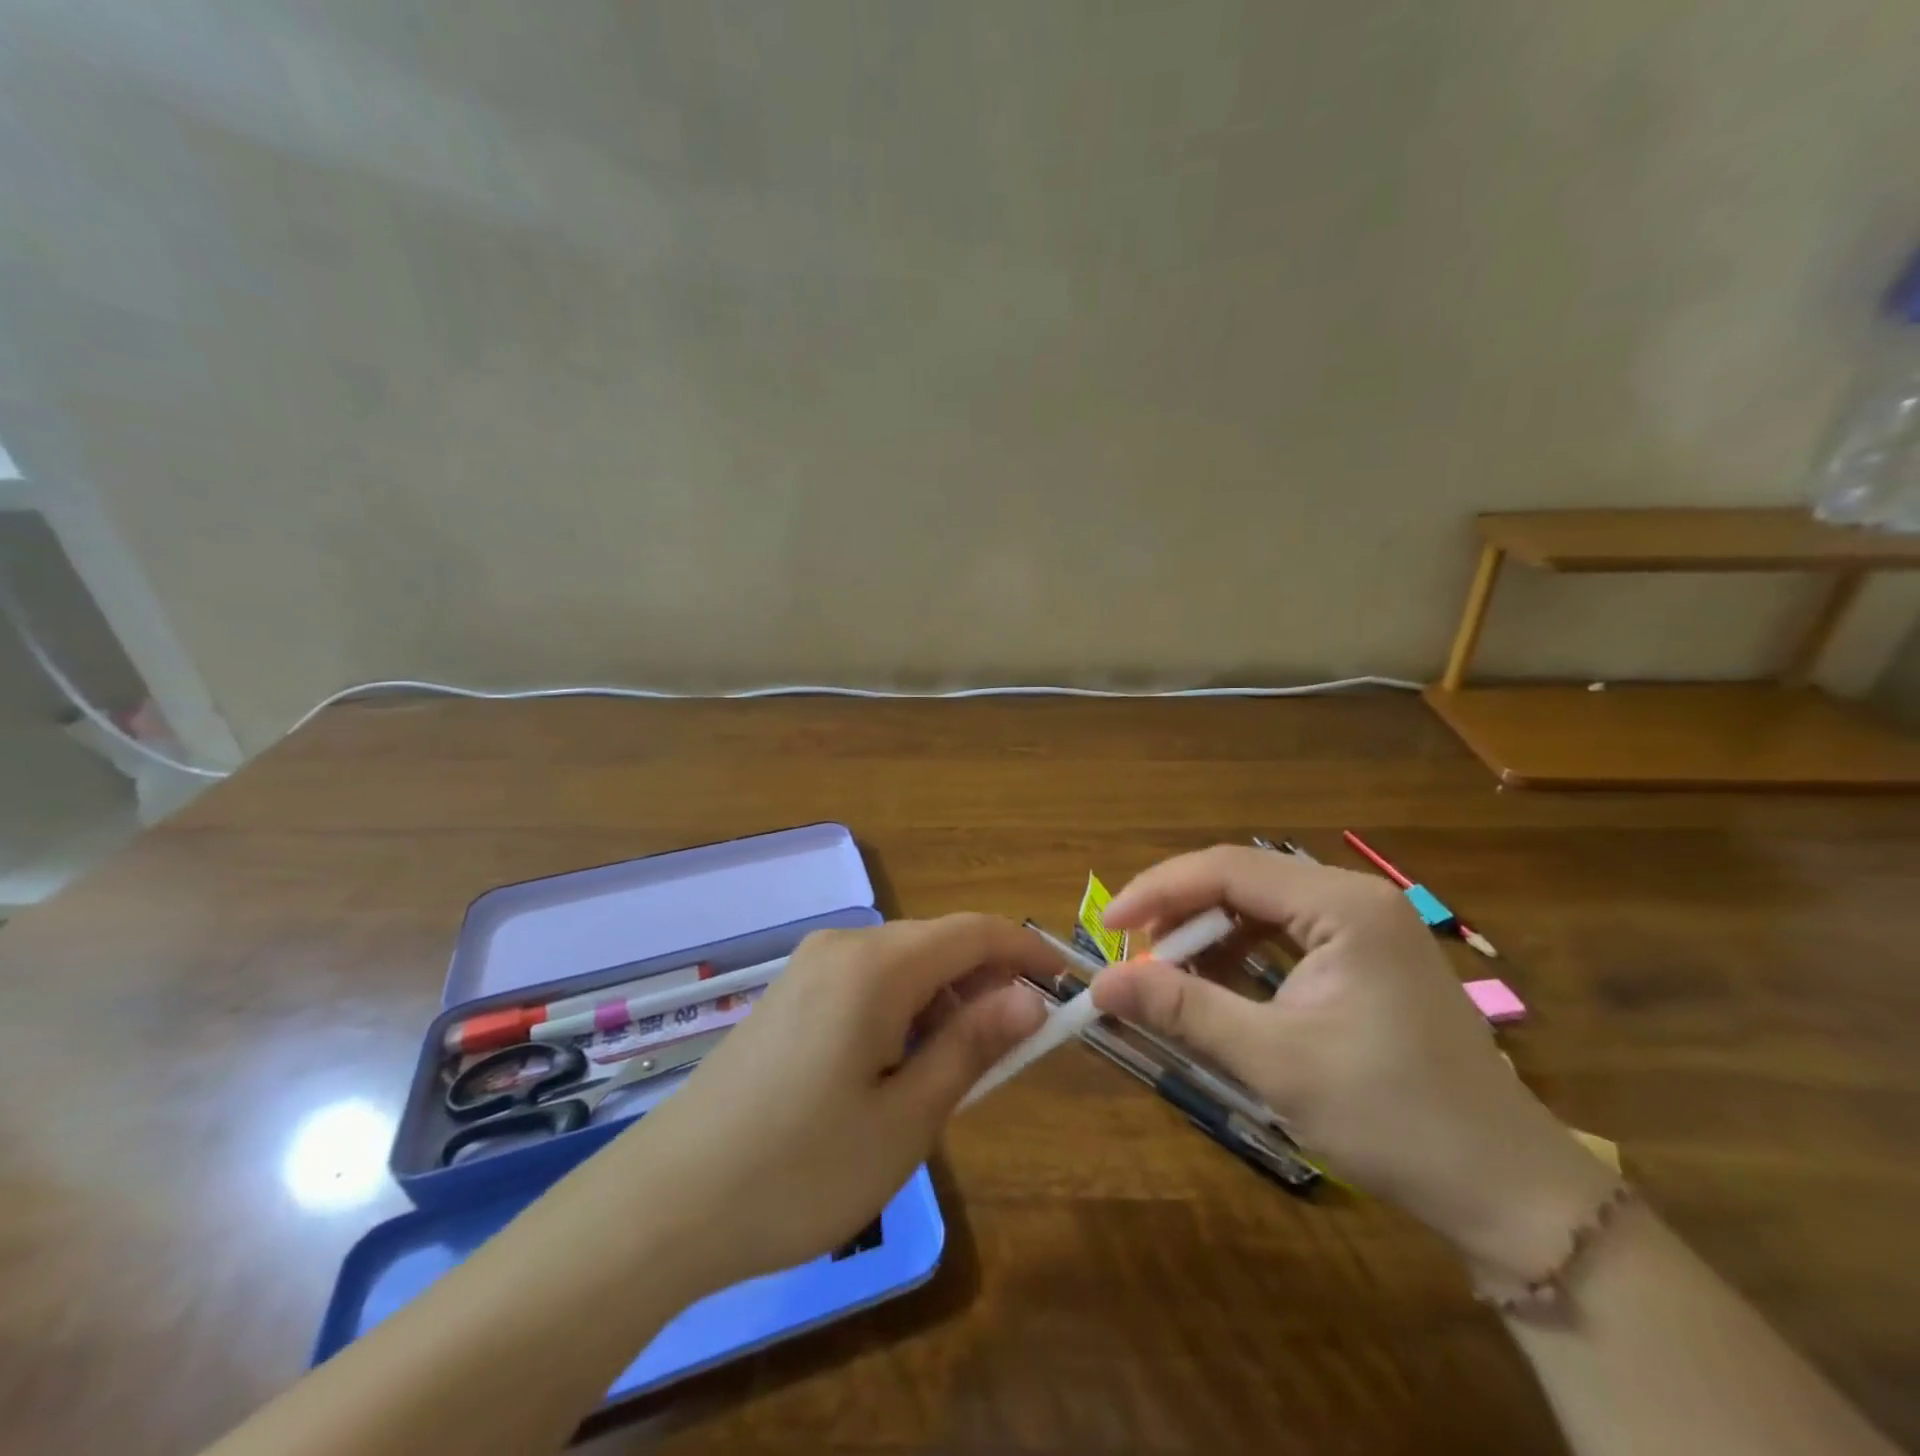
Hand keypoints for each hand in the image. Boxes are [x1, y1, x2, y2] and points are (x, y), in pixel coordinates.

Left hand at [608, 915, 1051, 1292]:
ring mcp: (809, 966)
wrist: (666, 1203)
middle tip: (1013, 1051)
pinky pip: (867, 982)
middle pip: (939, 944)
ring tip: (955, 1072)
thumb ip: (972, 1046)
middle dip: (986, 984)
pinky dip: (903, 1010)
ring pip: (903, 964)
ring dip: (944, 1002)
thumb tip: (1030, 1000)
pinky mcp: (789, 993)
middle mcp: (842, 946)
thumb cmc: (801, 1168)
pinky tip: (897, 1068)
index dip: (1027, 952)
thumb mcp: (906, 1118)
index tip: (1066, 988)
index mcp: (876, 965)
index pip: (975, 932)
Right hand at [1092, 847, 1616, 1278]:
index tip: (1107, 928)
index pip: (1227, 868)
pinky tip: (1216, 984)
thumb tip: (1100, 983)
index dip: (1157, 891)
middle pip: (1242, 879)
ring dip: (1206, 933)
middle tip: (1133, 954)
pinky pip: (1283, 934)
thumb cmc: (1391, 1117)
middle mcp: (1354, 897)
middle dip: (1180, 911)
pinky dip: (1239, 954)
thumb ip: (1183, 1008)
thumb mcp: (1273, 1060)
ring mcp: (1365, 925)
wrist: (1505, 1190)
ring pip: (1259, 905)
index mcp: (1342, 905)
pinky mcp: (1366, 956)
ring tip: (1165, 970)